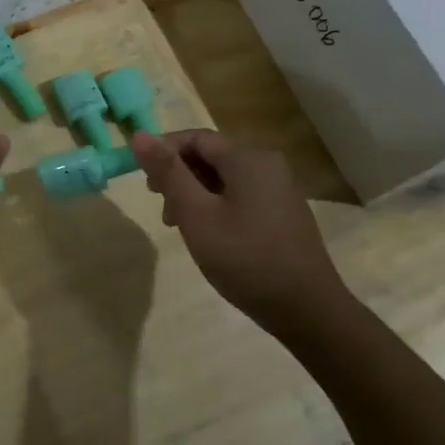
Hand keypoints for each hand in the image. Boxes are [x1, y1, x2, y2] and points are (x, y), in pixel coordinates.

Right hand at [130, 129, 350, 335]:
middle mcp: (267, 164)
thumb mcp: (196, 215)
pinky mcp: (282, 212)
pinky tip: (207, 234)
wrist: (306, 309)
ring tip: (179, 225)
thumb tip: (138, 134)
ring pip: (223, 177)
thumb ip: (168, 172)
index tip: (143, 181)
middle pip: (210, 155)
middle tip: (160, 206)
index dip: (163, 152)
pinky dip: (215, 205)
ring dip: (194, 193)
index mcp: (248, 158)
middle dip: (178, 175)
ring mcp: (279, 189)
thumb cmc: (245, 259)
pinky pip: (240, 194)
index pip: (195, 137)